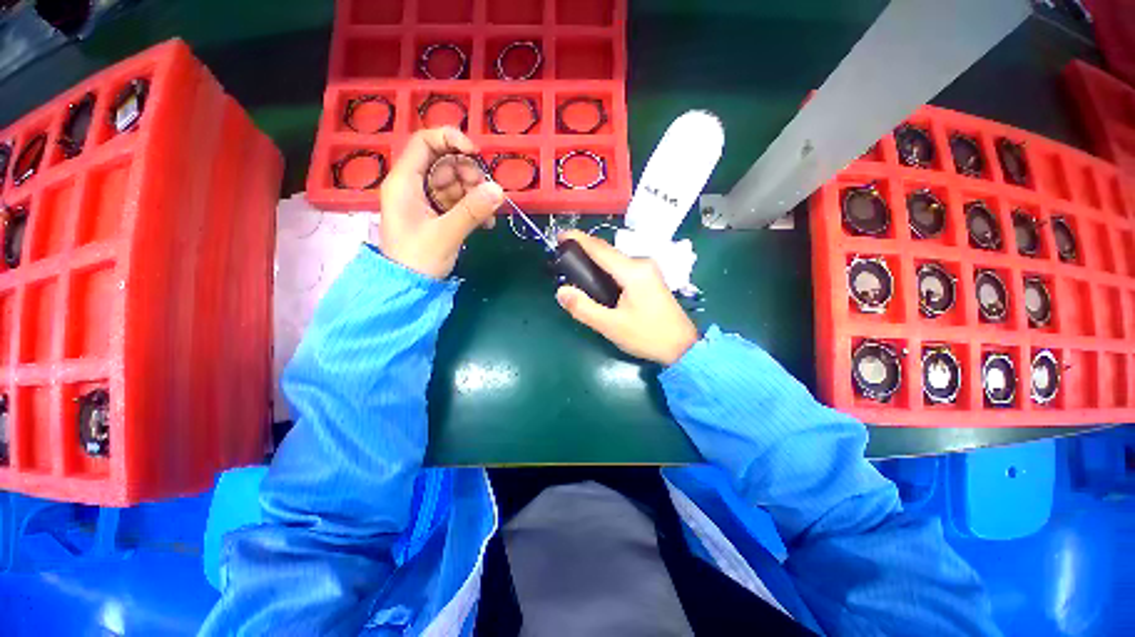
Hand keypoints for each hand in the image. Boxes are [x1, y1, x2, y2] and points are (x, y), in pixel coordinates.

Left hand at [379, 127, 503, 278]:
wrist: (407, 289)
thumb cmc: (418, 260)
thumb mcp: (446, 234)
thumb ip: (472, 211)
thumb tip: (499, 189)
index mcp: (404, 182)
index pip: (424, 142)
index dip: (450, 139)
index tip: (476, 153)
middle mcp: (412, 186)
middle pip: (443, 163)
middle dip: (468, 175)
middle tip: (486, 194)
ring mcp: (424, 201)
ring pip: (453, 184)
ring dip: (474, 195)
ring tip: (488, 216)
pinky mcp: (435, 216)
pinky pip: (456, 203)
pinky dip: (472, 209)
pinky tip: (486, 224)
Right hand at [554, 230, 698, 365]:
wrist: (682, 347)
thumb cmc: (647, 336)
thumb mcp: (611, 326)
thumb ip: (584, 308)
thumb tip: (561, 291)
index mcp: (633, 271)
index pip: (600, 249)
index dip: (578, 239)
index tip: (560, 235)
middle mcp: (642, 263)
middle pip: (608, 252)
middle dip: (585, 252)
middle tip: (564, 261)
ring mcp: (649, 270)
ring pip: (615, 260)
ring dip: (596, 262)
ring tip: (577, 272)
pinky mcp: (650, 278)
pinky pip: (623, 268)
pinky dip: (607, 270)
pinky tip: (598, 282)